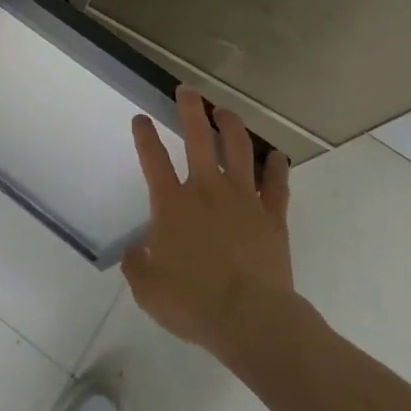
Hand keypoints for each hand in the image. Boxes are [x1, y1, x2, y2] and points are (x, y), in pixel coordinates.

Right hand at [122, 88, 298, 361]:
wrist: (252, 320)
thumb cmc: (193, 303)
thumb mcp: (148, 290)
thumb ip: (136, 265)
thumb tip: (134, 251)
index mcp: (172, 204)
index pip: (153, 159)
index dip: (144, 135)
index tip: (141, 119)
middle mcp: (206, 191)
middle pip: (198, 139)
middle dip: (190, 110)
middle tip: (187, 91)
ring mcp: (243, 200)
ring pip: (238, 150)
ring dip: (231, 126)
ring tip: (225, 111)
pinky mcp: (272, 217)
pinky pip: (276, 185)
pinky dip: (276, 167)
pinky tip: (276, 156)